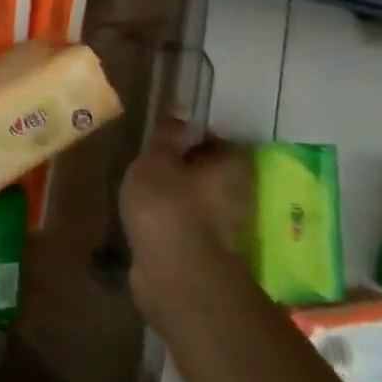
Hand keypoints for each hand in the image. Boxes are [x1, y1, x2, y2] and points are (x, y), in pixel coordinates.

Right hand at [120, 119, 253, 289]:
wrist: (175, 274)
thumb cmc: (167, 204)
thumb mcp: (157, 159)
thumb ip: (168, 134)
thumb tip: (182, 108)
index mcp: (232, 167)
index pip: (216, 142)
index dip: (191, 138)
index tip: (164, 140)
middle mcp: (238, 195)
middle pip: (210, 173)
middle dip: (184, 169)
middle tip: (150, 164)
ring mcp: (225, 228)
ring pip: (199, 201)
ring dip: (178, 197)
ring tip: (143, 192)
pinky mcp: (208, 253)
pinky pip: (189, 226)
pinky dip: (172, 222)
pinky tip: (147, 220)